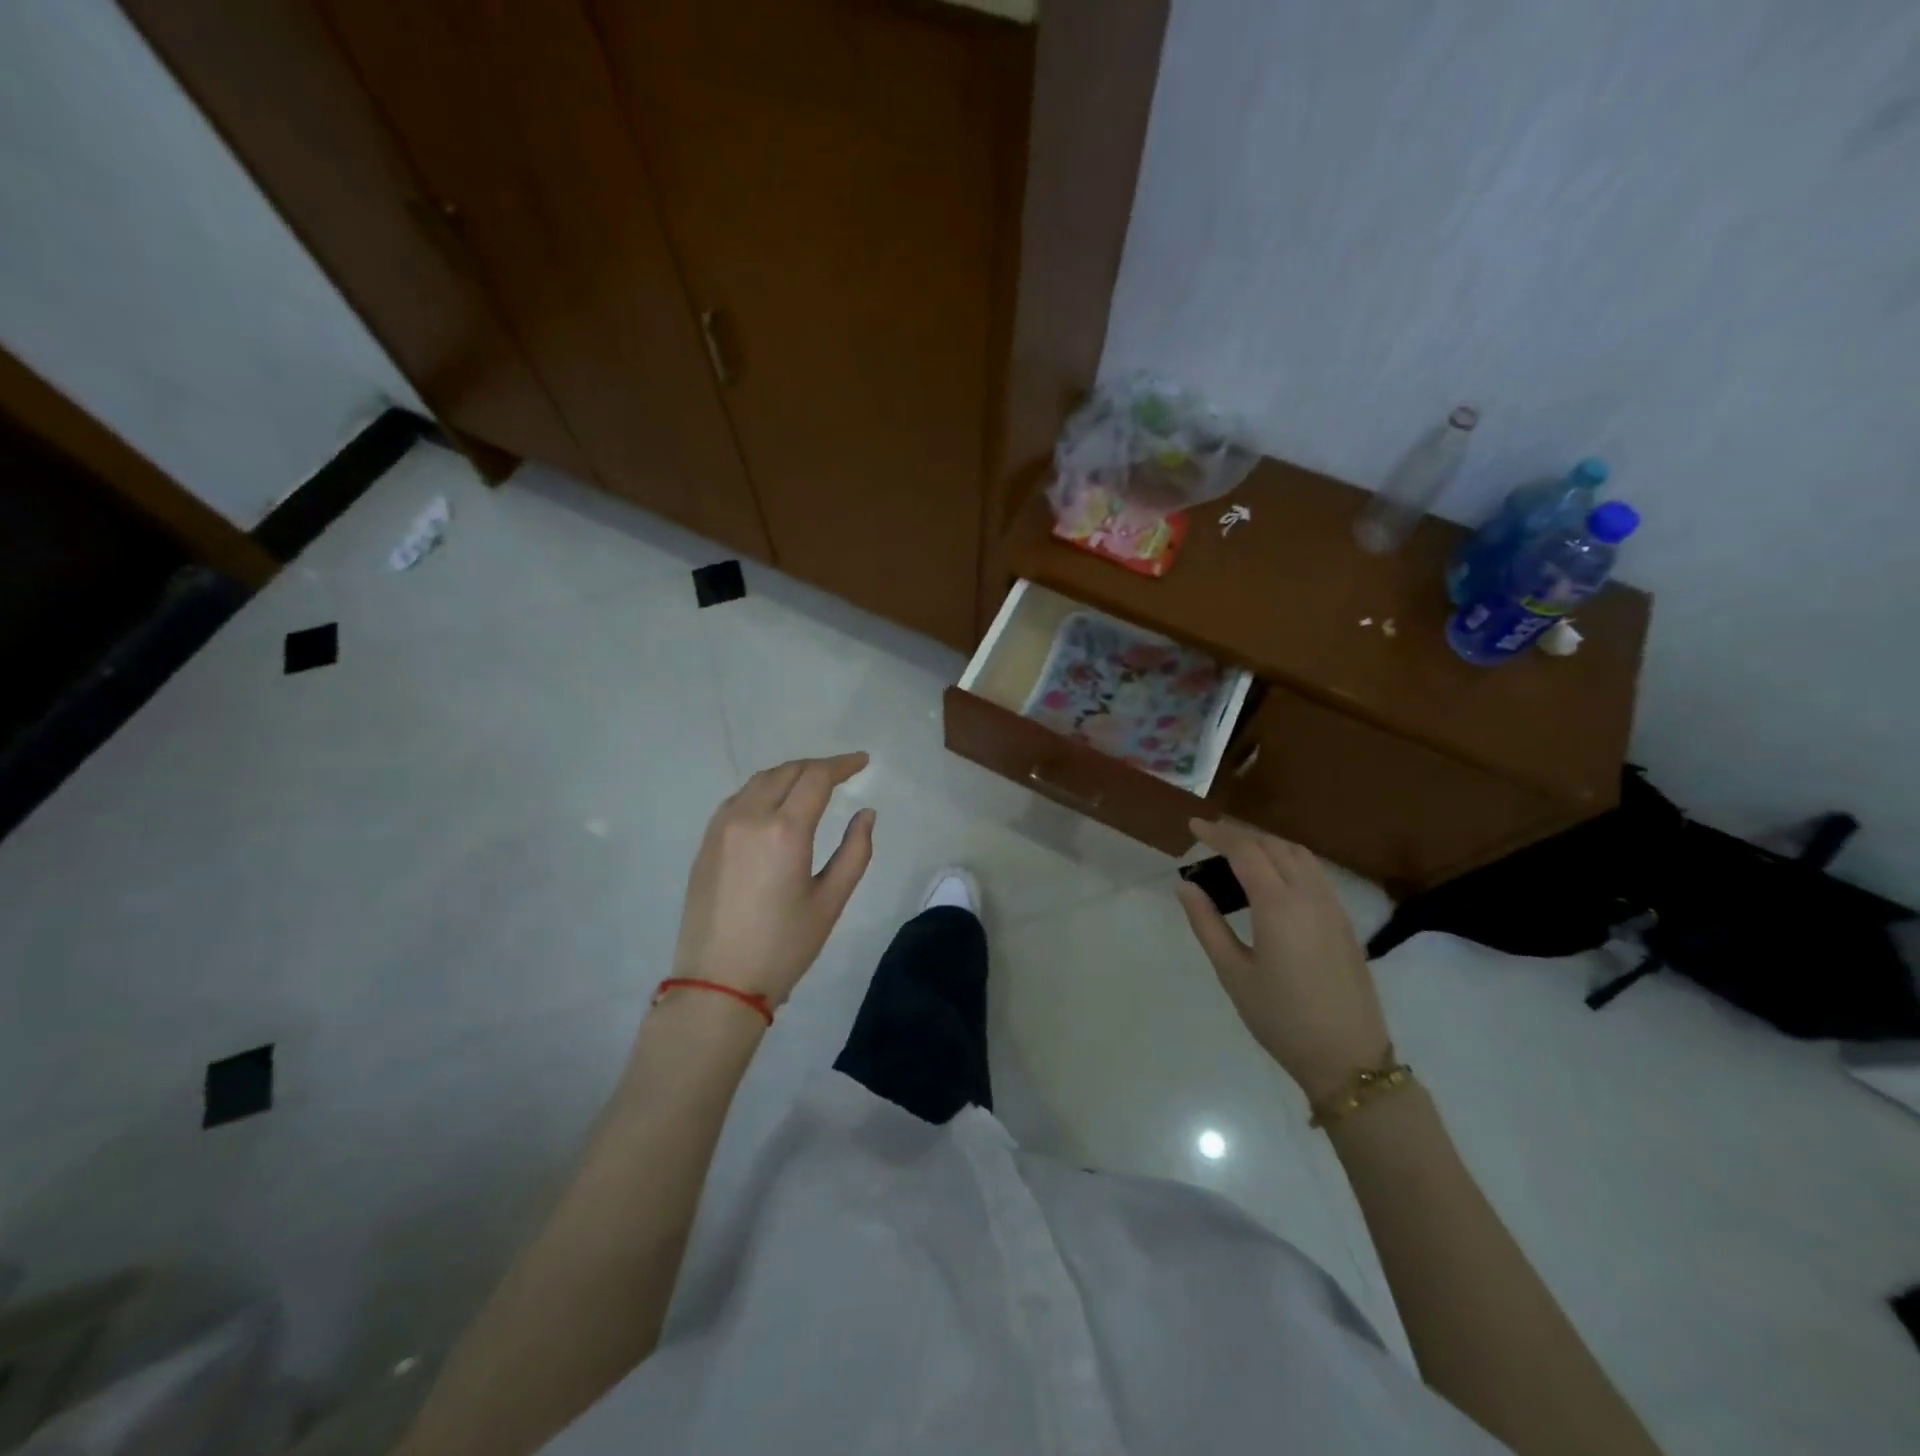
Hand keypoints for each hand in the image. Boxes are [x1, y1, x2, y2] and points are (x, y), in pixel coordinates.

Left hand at [671, 753, 875, 1007]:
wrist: (718, 983)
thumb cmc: (783, 946)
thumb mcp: (830, 902)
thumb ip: (855, 852)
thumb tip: (866, 814)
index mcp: (785, 830)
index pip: (816, 777)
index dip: (842, 764)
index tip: (862, 762)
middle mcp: (749, 817)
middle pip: (787, 771)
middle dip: (817, 767)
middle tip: (842, 773)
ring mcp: (721, 827)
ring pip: (759, 781)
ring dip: (789, 774)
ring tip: (811, 783)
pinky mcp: (706, 842)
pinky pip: (738, 799)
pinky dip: (763, 790)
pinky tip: (775, 804)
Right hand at [1175, 818, 1392, 1104]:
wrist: (1348, 1058)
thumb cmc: (1281, 1018)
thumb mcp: (1233, 972)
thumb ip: (1206, 923)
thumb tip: (1185, 886)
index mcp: (1278, 905)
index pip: (1245, 850)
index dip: (1217, 833)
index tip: (1192, 825)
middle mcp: (1309, 895)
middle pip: (1273, 845)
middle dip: (1240, 834)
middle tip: (1209, 838)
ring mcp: (1333, 906)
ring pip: (1299, 854)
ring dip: (1266, 843)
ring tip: (1238, 851)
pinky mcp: (1344, 921)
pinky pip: (1314, 872)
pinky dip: (1288, 859)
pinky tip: (1272, 877)